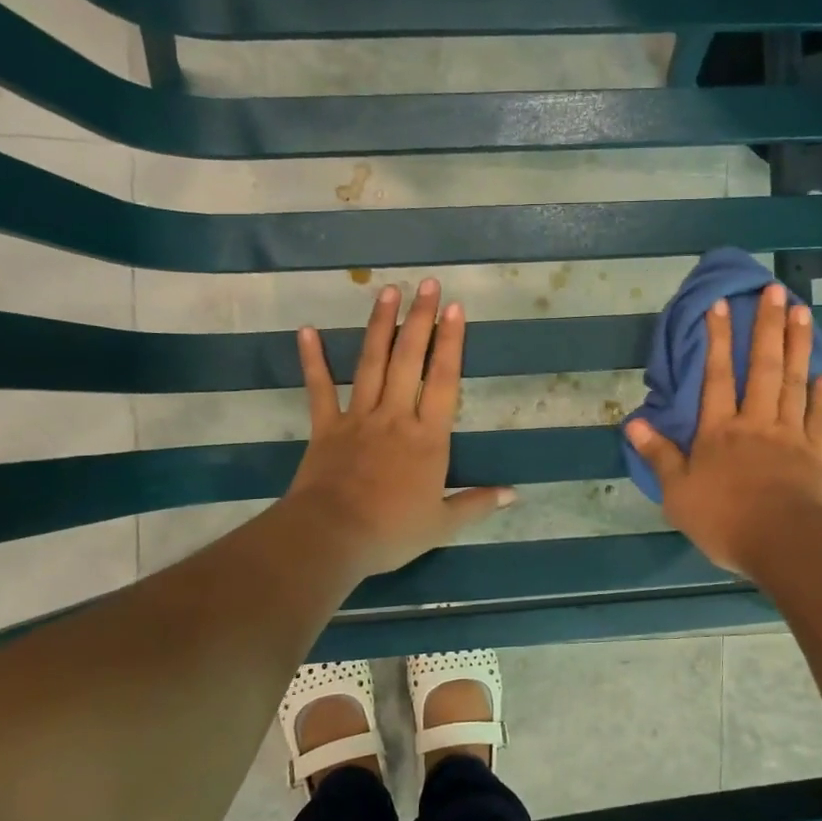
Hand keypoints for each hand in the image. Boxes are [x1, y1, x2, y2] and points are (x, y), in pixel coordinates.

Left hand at [285, 278, 512, 577]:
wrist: (332, 537)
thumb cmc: (392, 531)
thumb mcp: (443, 524)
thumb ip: (478, 504)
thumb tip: (514, 494)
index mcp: (428, 438)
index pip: (444, 380)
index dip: (451, 343)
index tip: (455, 308)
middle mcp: (396, 417)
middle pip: (409, 360)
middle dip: (420, 319)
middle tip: (427, 284)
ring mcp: (358, 418)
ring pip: (371, 363)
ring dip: (380, 326)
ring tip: (387, 291)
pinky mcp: (326, 427)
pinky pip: (319, 389)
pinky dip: (313, 360)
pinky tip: (307, 330)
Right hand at [624, 284, 821, 578]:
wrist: (784, 543)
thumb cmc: (724, 519)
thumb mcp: (677, 493)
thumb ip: (659, 455)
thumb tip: (634, 422)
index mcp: (719, 431)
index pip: (715, 376)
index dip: (717, 339)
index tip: (722, 304)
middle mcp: (755, 422)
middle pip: (761, 367)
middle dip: (766, 327)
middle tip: (774, 290)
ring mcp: (790, 434)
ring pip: (793, 381)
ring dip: (797, 344)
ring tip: (802, 311)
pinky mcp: (816, 453)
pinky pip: (818, 415)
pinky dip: (821, 392)